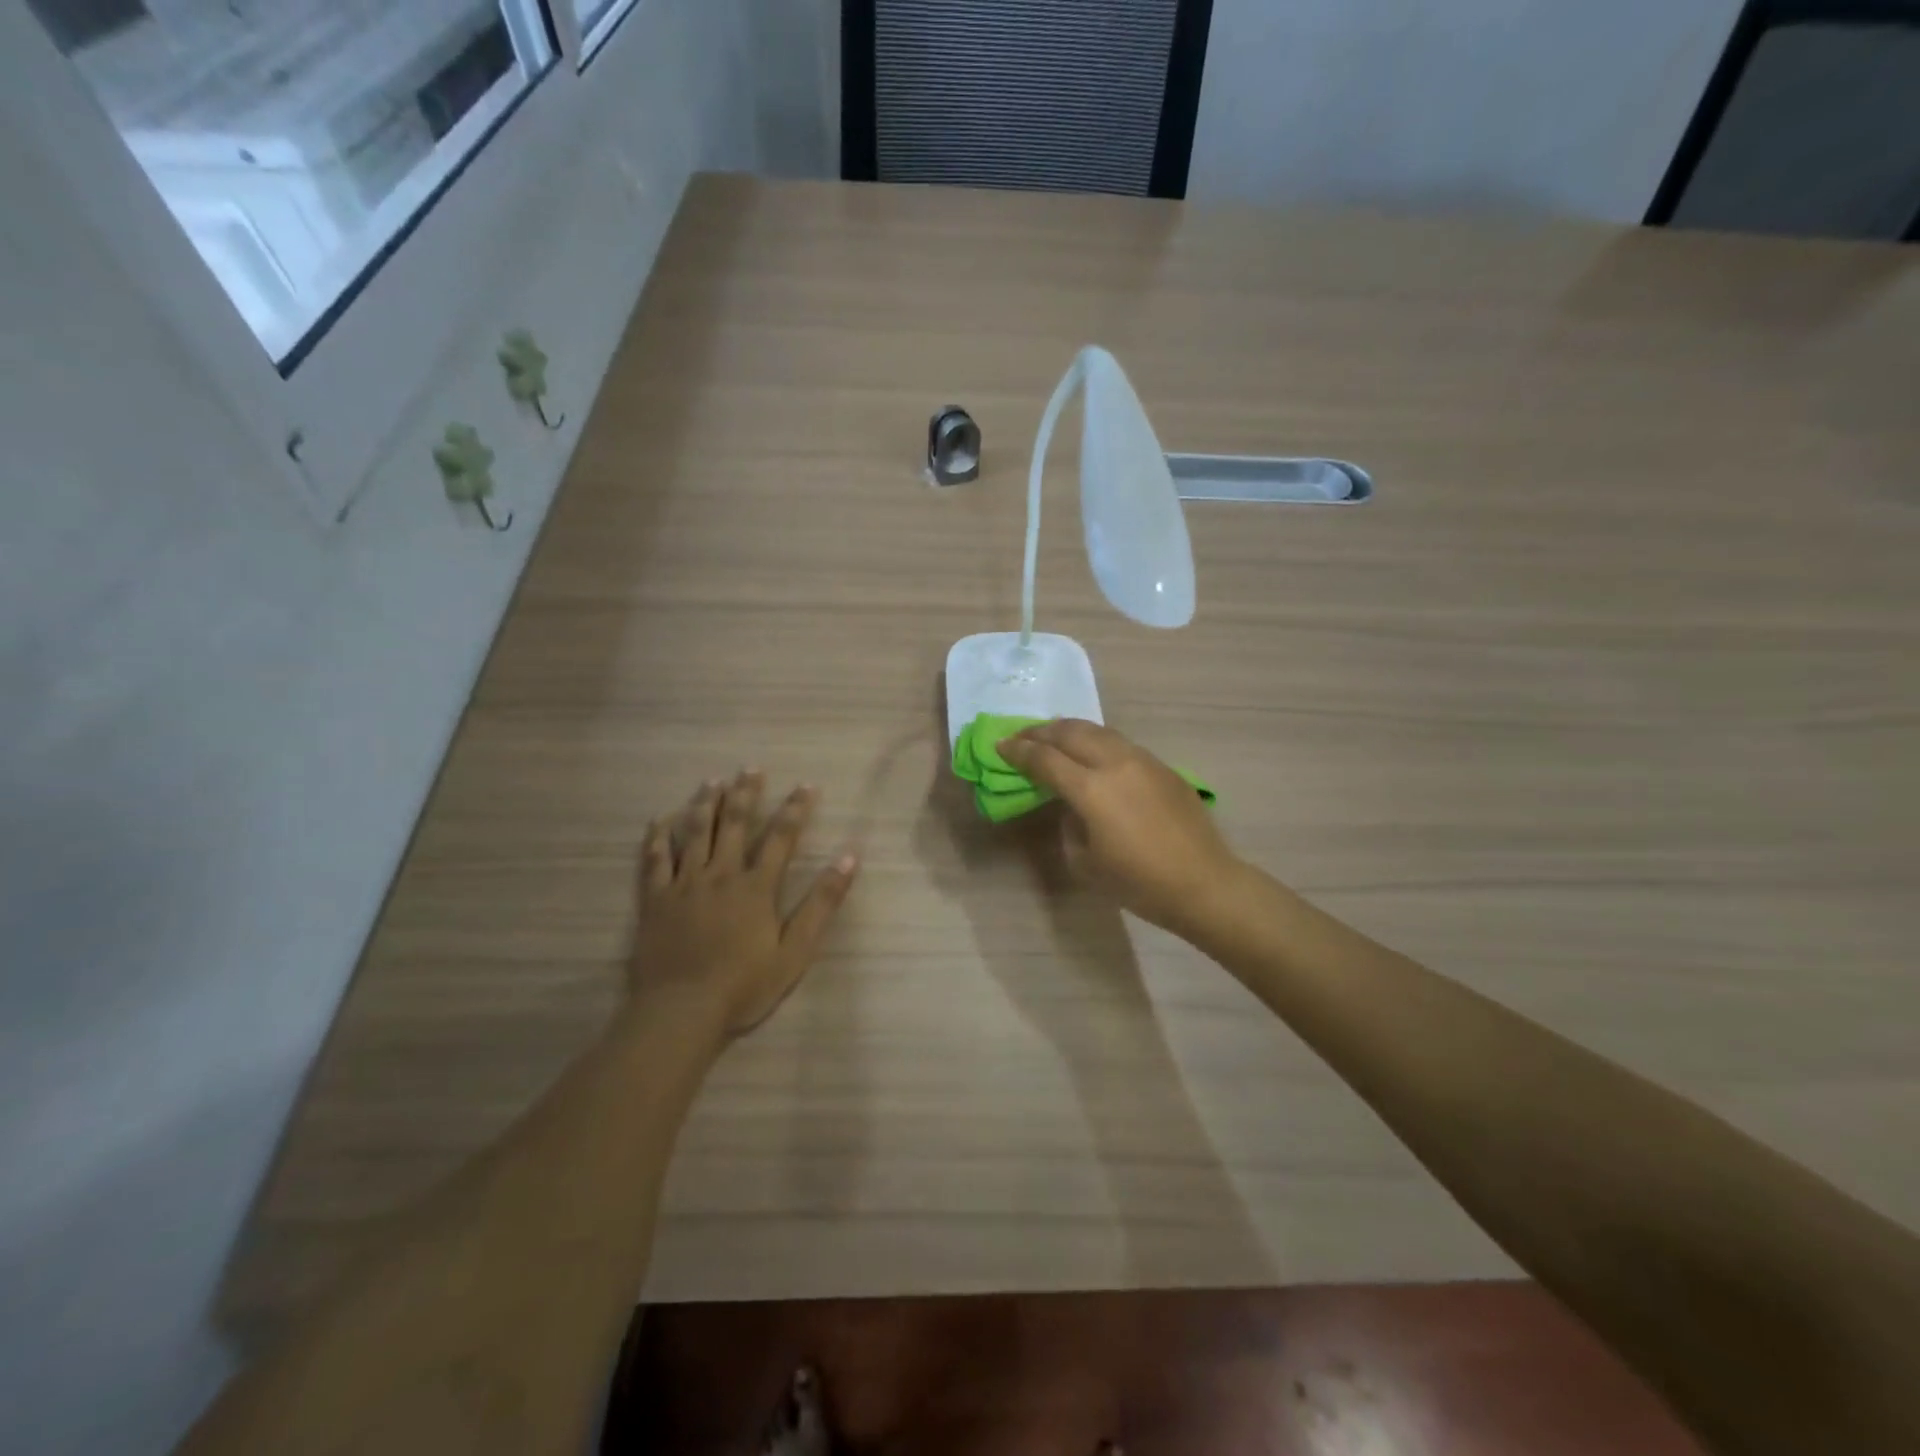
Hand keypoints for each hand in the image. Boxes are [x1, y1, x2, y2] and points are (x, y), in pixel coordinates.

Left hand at [631, 770, 858, 1039]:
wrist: (681, 1011)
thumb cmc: (744, 985)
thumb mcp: (796, 950)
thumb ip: (822, 903)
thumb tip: (849, 858)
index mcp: (756, 887)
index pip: (781, 837)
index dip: (795, 809)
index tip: (805, 785)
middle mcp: (720, 875)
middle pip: (735, 825)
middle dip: (745, 794)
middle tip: (751, 768)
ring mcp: (684, 885)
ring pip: (696, 833)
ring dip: (706, 804)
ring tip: (712, 781)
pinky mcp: (655, 900)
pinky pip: (655, 860)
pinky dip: (658, 837)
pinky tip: (661, 819)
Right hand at [998, 720, 1243, 938]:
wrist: (1204, 883)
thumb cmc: (1139, 883)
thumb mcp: (1086, 861)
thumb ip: (1069, 824)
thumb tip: (1071, 805)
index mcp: (1091, 789)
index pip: (1045, 759)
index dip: (1018, 751)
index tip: (1000, 745)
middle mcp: (1115, 763)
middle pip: (1070, 732)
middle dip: (1040, 732)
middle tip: (1022, 737)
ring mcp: (1143, 760)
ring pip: (1098, 730)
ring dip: (1069, 730)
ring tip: (1053, 737)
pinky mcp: (1162, 766)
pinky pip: (1120, 743)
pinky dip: (1096, 741)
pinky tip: (1092, 753)